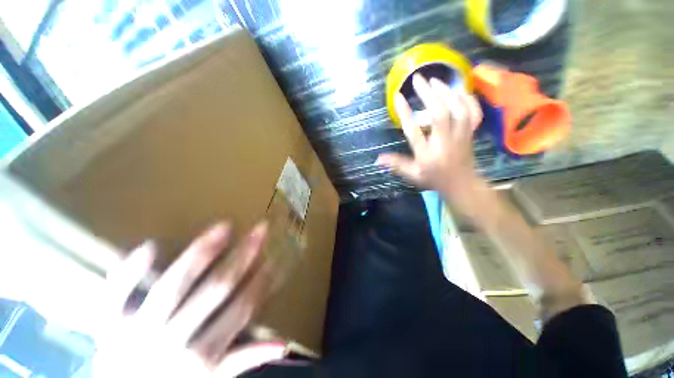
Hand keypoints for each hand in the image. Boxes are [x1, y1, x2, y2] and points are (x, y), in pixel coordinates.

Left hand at [93, 221, 285, 377]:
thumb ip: (241, 361)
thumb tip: (283, 345)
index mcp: (199, 358)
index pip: (240, 309)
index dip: (260, 281)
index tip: (273, 257)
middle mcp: (170, 340)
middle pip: (215, 289)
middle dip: (243, 255)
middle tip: (260, 229)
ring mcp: (134, 330)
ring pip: (174, 284)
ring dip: (203, 252)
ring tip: (224, 226)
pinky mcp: (106, 322)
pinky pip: (114, 295)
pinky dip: (129, 271)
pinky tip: (150, 245)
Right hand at [377, 74, 482, 194]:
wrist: (461, 185)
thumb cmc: (434, 179)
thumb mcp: (412, 175)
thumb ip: (396, 164)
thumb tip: (378, 159)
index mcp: (427, 154)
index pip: (414, 132)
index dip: (405, 113)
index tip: (398, 96)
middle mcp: (444, 143)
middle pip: (439, 115)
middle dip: (428, 94)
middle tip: (418, 79)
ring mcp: (460, 136)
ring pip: (458, 110)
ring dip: (447, 92)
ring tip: (435, 80)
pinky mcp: (471, 133)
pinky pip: (474, 113)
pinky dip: (467, 99)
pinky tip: (458, 91)